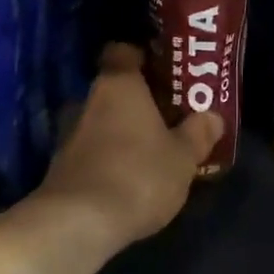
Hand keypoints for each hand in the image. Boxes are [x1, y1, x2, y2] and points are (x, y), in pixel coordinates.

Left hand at [36, 43, 223, 249]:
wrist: (79, 223)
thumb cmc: (139, 175)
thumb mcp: (183, 157)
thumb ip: (198, 133)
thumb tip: (212, 117)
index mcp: (118, 85)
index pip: (122, 51)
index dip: (141, 56)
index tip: (162, 70)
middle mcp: (88, 100)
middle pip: (113, 89)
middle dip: (138, 101)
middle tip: (167, 115)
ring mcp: (68, 133)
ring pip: (100, 121)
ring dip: (122, 131)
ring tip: (151, 150)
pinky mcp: (60, 166)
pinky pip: (91, 150)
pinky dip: (107, 157)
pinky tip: (128, 177)